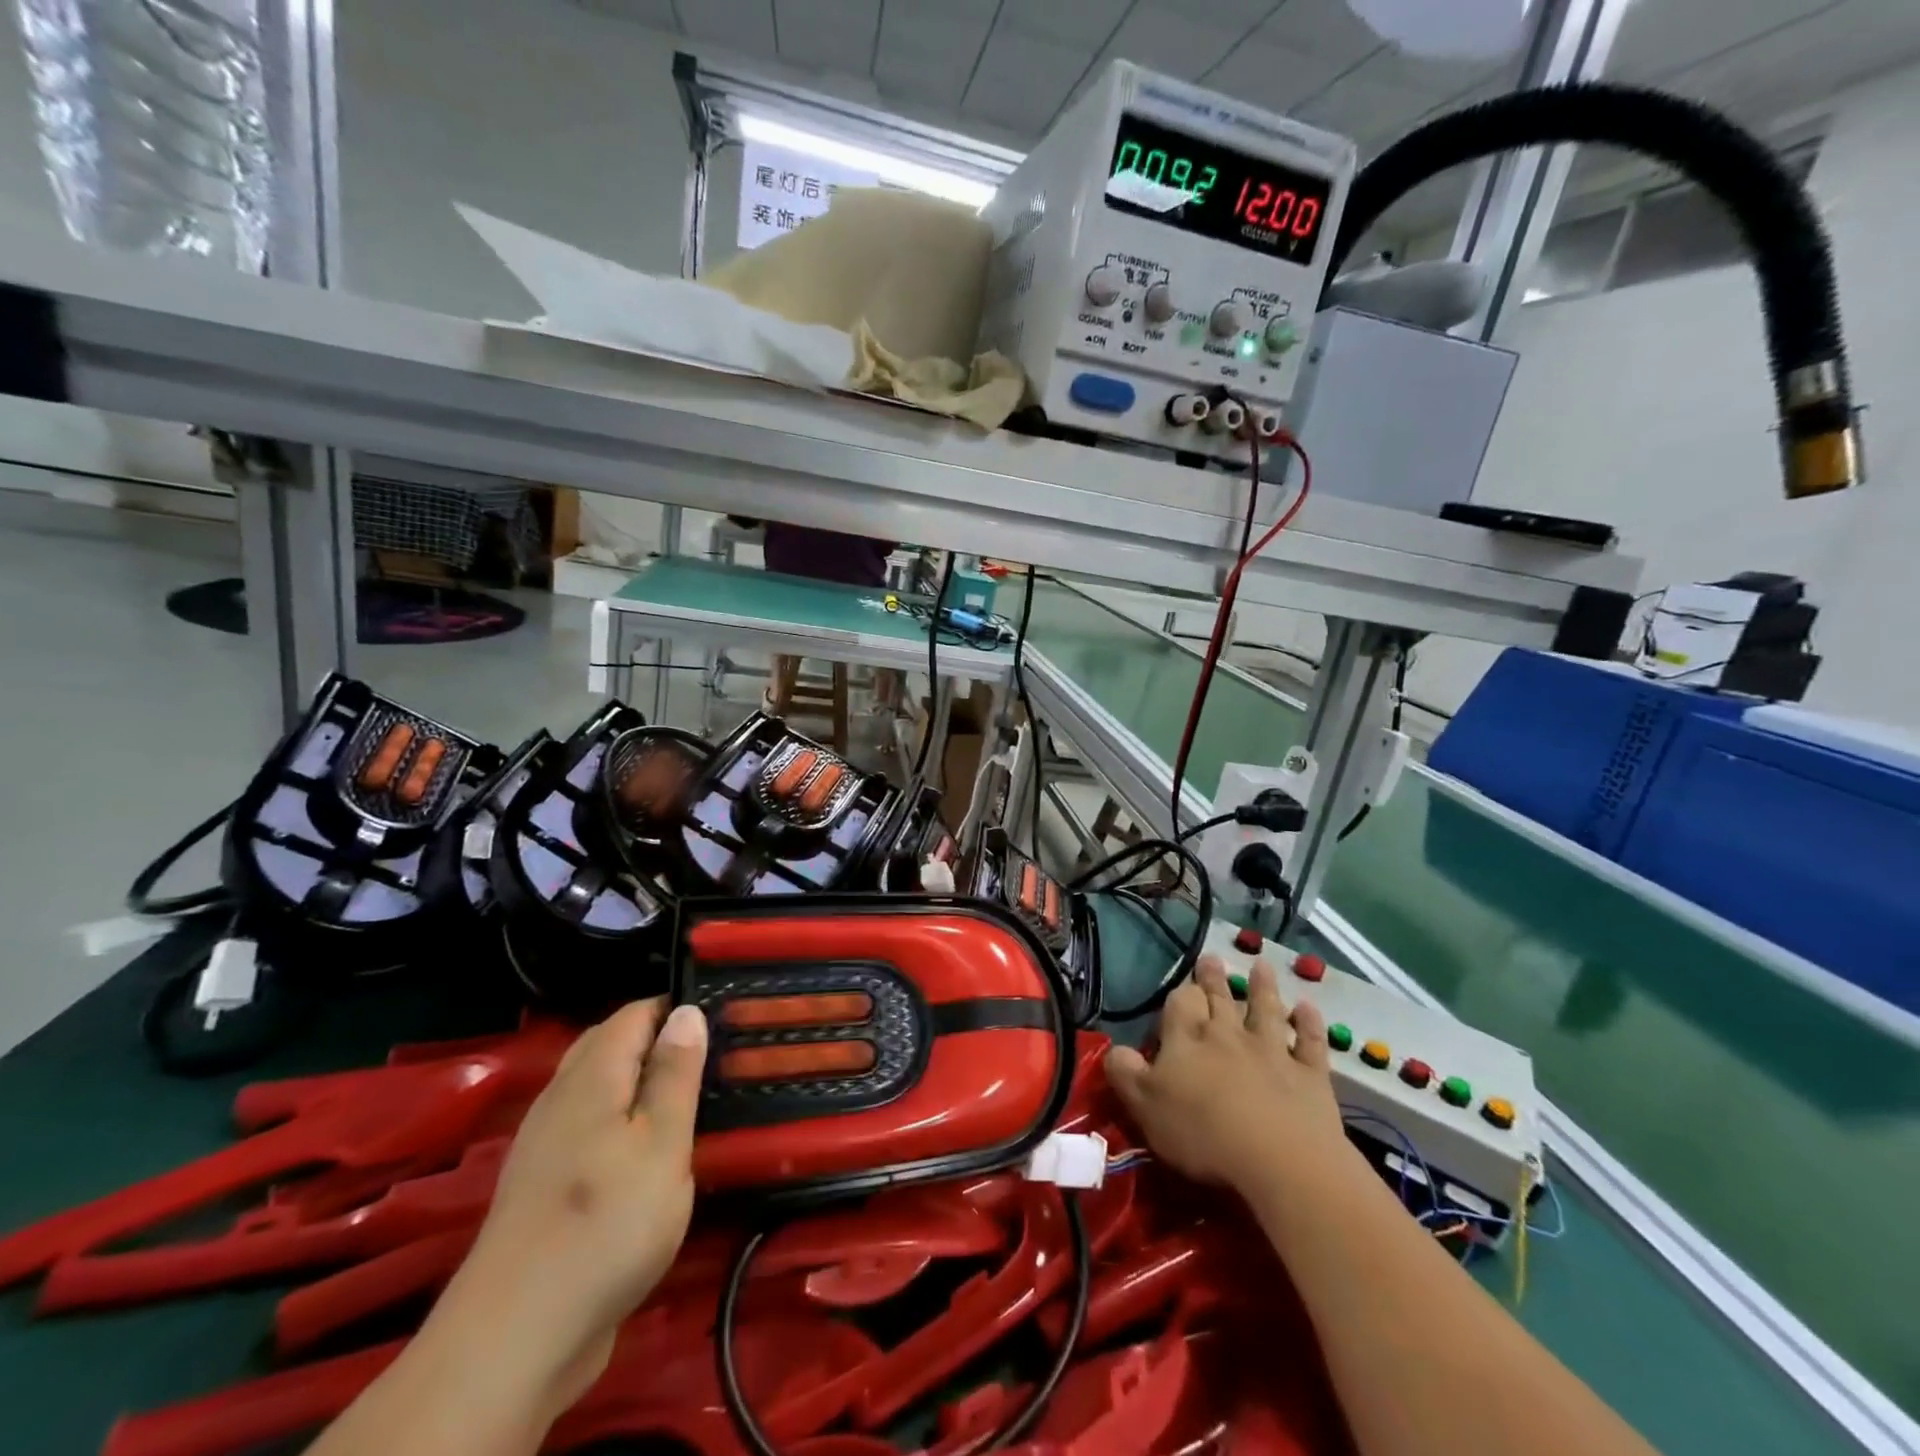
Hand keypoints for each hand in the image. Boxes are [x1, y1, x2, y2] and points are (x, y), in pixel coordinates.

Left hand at [426, 999, 708, 1416]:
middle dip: (657, 1040)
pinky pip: (586, 1125)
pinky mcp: (542, 1183)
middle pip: (610, 1043)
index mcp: (592, 1077)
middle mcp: (561, 1097)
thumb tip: (686, 1011)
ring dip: (638, 1082)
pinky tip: (642, 1151)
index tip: (722, 1022)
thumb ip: (675, 1074)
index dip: (677, 1009)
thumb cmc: (607, 1225)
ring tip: (685, 1100)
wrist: (515, 1339)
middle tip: (709, 1059)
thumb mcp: (663, 1144)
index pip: (636, 1013)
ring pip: (597, 1086)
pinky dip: (619, 1119)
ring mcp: (545, 1142)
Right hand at [1105, 955, 1347, 1194]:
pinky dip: (1309, 1023)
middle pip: (1220, 999)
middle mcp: (1228, 1035)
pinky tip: (1309, 1007)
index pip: (1180, 1004)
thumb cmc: (1201, 1132)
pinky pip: (1309, 1042)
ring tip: (1261, 966)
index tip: (1180, 990)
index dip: (1180, 996)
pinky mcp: (1309, 1075)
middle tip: (1212, 958)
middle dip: (1213, 979)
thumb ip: (1125, 1073)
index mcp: (1187, 1040)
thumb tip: (1115, 1050)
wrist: (1279, 1159)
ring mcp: (1271, 1051)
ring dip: (1262, 988)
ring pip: (1265, 1010)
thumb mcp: (1144, 1106)